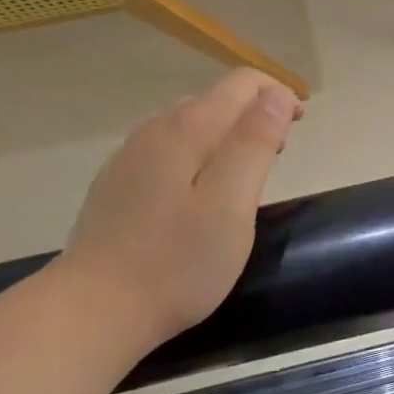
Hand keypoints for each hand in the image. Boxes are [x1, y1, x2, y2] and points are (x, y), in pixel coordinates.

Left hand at [56, 69, 300, 346]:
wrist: (95, 310)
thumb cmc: (178, 262)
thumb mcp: (232, 203)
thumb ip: (254, 143)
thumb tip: (274, 94)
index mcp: (187, 129)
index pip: (242, 83)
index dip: (278, 95)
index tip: (298, 129)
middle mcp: (154, 130)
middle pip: (214, 99)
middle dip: (254, 114)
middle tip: (278, 156)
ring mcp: (129, 157)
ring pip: (189, 124)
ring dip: (226, 135)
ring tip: (245, 175)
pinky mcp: (117, 184)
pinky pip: (167, 150)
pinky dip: (197, 155)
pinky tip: (198, 194)